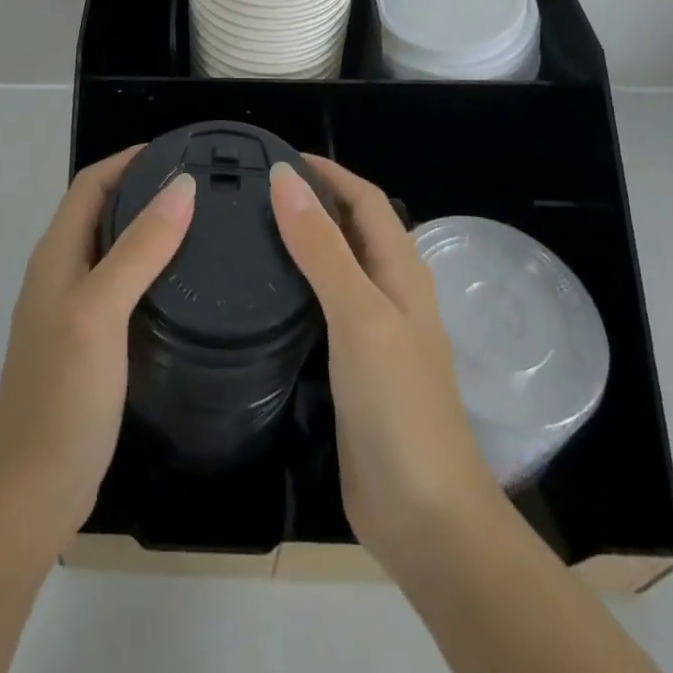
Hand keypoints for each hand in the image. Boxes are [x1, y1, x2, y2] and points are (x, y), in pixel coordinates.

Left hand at [0, 146, 195, 556]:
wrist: (30, 493)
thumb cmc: (61, 395)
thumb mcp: (101, 311)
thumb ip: (140, 248)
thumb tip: (182, 186)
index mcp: (56, 255)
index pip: (90, 183)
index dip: (129, 159)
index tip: (180, 151)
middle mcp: (60, 273)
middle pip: (101, 211)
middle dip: (144, 188)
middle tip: (202, 186)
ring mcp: (72, 310)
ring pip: (112, 249)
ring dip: (148, 228)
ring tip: (203, 226)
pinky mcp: (88, 343)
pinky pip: (121, 286)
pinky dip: (149, 269)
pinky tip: (182, 285)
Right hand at [270, 156, 501, 579]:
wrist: (425, 516)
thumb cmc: (398, 405)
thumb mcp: (359, 314)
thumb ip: (322, 246)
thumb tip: (285, 178)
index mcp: (401, 271)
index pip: (365, 200)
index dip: (328, 172)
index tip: (277, 155)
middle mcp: (390, 292)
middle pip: (350, 228)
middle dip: (311, 200)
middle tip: (251, 190)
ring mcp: (372, 332)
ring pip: (335, 267)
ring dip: (301, 241)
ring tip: (247, 228)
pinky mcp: (352, 366)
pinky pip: (322, 307)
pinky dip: (296, 285)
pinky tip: (263, 292)